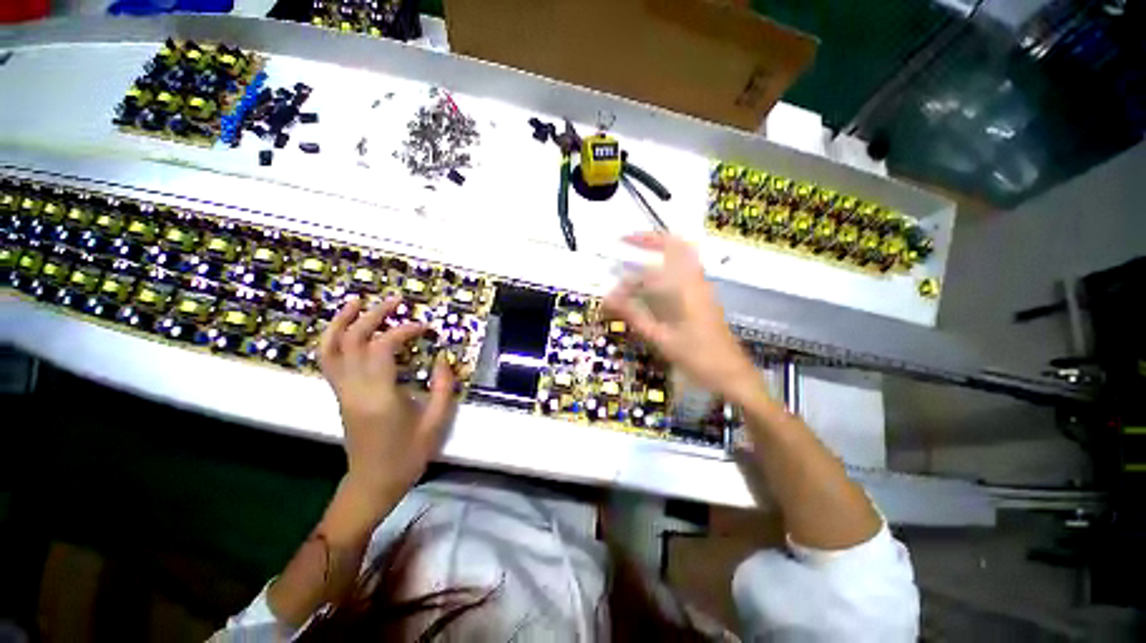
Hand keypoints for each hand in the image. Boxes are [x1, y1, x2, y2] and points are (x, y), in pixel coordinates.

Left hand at [318, 297, 455, 506]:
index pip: (383, 348)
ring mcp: (342, 392)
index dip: (403, 330)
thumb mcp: (436, 423)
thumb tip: (443, 360)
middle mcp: (354, 389)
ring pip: (331, 349)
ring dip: (342, 321)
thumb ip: (443, 389)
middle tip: (396, 300)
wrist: (373, 483)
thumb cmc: (407, 456)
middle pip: (354, 341)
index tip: (425, 327)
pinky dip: (333, 339)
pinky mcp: (340, 395)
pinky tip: (346, 329)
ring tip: (357, 301)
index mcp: (379, 396)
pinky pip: (328, 361)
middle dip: (374, 315)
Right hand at [604, 232, 762, 404]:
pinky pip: (686, 271)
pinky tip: (654, 282)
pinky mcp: (704, 298)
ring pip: (684, 257)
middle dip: (652, 238)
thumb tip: (609, 299)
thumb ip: (634, 316)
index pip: (656, 263)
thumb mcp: (661, 339)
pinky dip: (668, 266)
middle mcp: (696, 282)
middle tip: (630, 240)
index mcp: (686, 289)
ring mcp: (703, 289)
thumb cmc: (697, 357)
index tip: (618, 249)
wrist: (732, 374)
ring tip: (638, 256)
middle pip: (678, 245)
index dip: (634, 257)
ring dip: (661, 251)